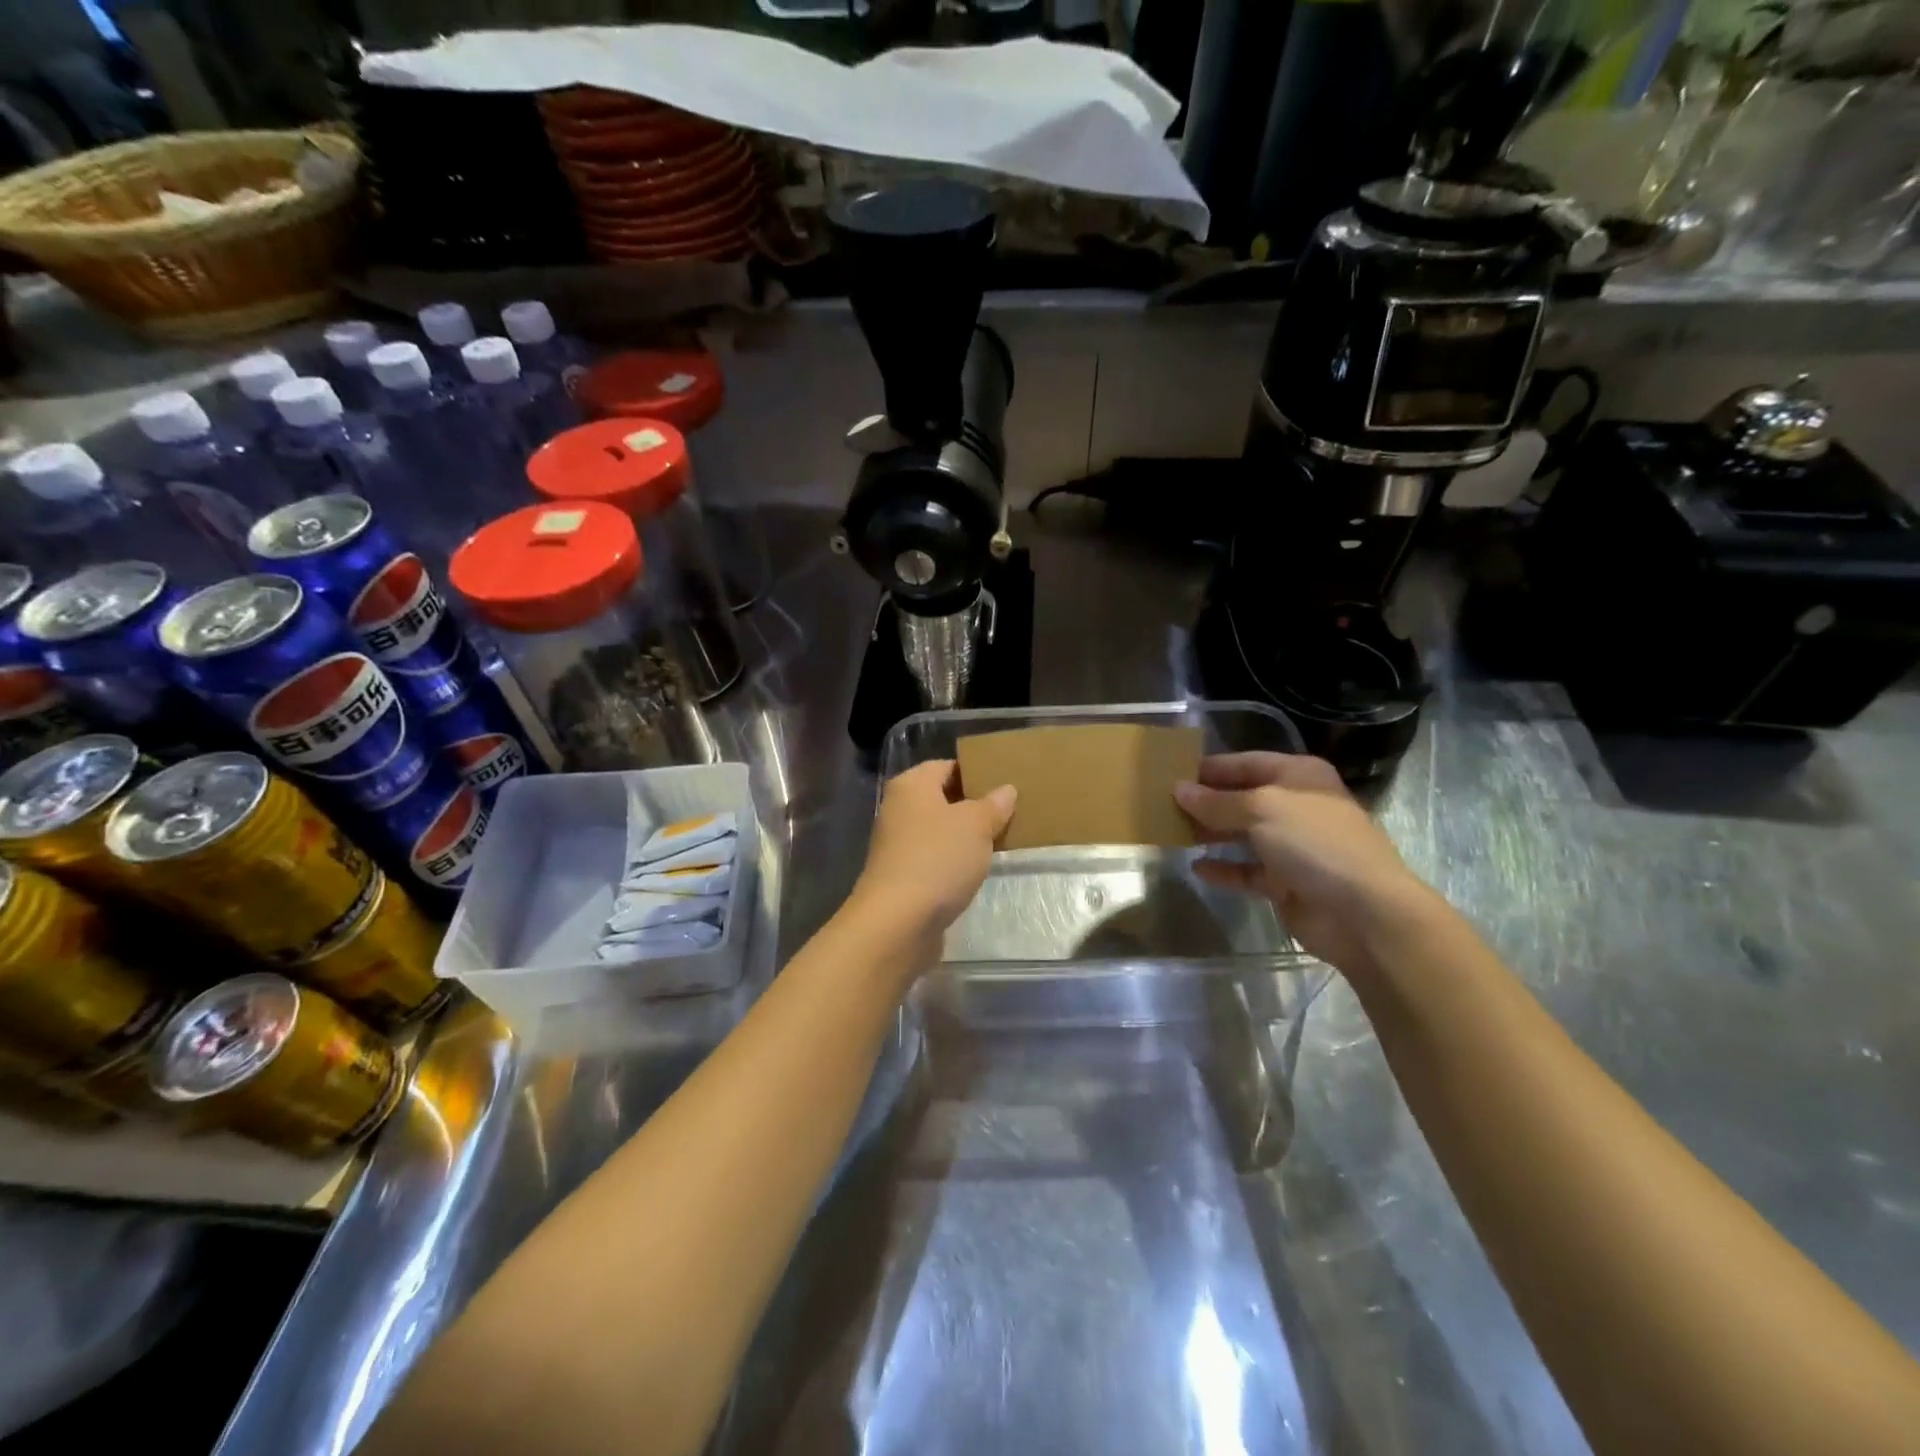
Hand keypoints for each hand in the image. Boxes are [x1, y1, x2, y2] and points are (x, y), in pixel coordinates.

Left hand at [849, 760, 1015, 965]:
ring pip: (941, 831)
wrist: (898, 922)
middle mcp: (900, 809)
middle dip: (975, 805)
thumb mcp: (976, 825)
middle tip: (1011, 812)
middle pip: (943, 798)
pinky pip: (936, 858)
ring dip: (967, 836)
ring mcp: (899, 844)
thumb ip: (993, 805)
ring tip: (1002, 839)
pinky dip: (955, 861)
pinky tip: (978, 869)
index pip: (947, 766)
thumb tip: (1006, 790)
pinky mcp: (904, 876)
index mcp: (911, 785)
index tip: (1007, 783)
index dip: (976, 772)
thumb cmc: (937, 859)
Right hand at [1175, 753, 1437, 976]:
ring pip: (1242, 834)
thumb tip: (1179, 790)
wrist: (1362, 911)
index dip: (1210, 767)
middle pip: (1242, 798)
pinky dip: (1224, 869)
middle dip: (1206, 801)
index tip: (1171, 773)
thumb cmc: (1314, 842)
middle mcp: (1296, 806)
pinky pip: (1246, 871)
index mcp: (1299, 776)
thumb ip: (1216, 801)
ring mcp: (1292, 846)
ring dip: (1210, 833)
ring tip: (1172, 832)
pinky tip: (1197, 867)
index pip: (1246, 763)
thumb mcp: (1261, 809)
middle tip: (1163, 804)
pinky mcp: (1285, 882)